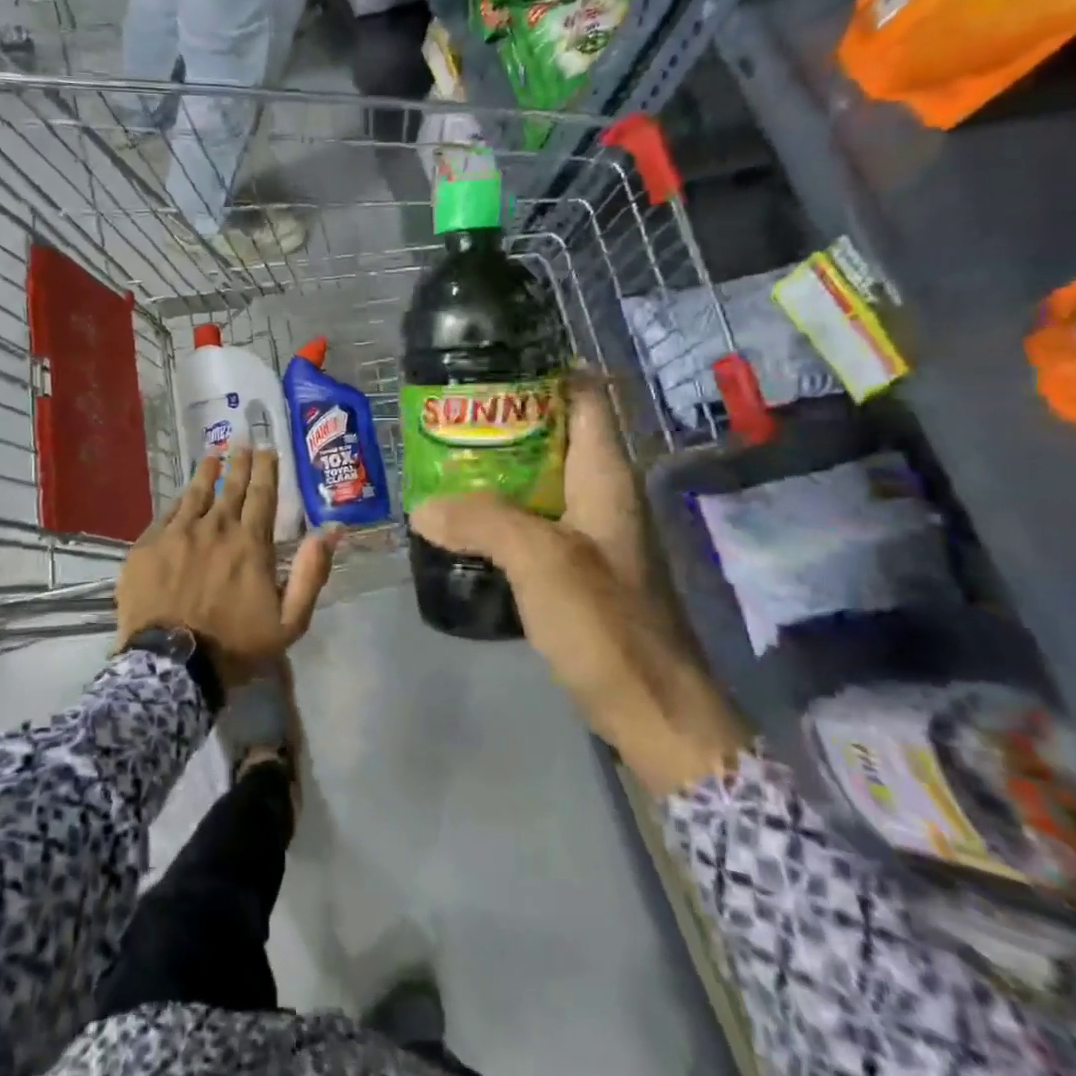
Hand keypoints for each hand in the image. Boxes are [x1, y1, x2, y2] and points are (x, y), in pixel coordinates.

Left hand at [118, 447, 340, 682]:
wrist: (172, 666)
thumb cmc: (235, 646)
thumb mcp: (289, 620)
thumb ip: (312, 573)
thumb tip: (331, 531)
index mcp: (251, 543)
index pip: (262, 495)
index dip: (266, 470)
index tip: (268, 450)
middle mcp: (216, 528)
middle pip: (230, 486)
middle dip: (239, 463)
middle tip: (243, 442)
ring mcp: (178, 534)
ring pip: (195, 493)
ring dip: (206, 472)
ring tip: (213, 455)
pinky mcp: (148, 546)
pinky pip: (166, 513)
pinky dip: (178, 500)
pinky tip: (181, 493)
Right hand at [409, 377, 748, 795]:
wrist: (652, 711)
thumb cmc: (607, 625)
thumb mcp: (542, 562)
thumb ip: (483, 523)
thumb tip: (423, 506)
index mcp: (604, 476)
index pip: (586, 396)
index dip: (546, 370)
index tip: (490, 363)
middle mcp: (598, 494)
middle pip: (552, 434)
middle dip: (501, 420)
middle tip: (444, 416)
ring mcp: (586, 533)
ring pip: (535, 480)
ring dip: (493, 469)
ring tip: (438, 460)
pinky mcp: (572, 569)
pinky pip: (528, 522)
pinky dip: (494, 513)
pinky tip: (457, 522)